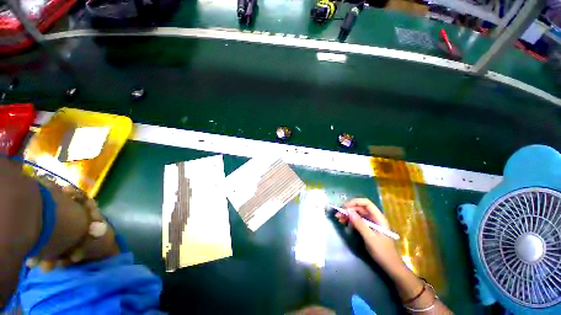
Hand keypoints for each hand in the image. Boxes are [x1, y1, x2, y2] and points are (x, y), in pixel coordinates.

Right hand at [335, 198, 403, 273]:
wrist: (390, 266)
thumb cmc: (382, 252)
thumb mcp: (370, 238)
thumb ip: (360, 224)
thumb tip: (349, 211)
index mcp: (378, 217)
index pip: (366, 203)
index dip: (355, 202)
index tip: (345, 207)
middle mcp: (374, 218)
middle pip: (360, 208)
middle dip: (349, 209)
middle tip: (338, 214)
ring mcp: (371, 223)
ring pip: (357, 214)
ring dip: (348, 214)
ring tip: (339, 218)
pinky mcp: (367, 228)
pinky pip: (357, 220)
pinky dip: (350, 220)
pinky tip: (344, 223)